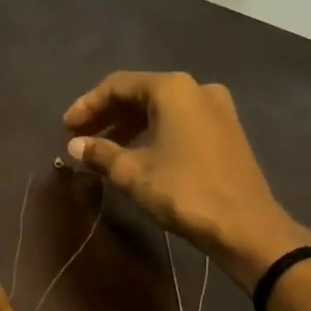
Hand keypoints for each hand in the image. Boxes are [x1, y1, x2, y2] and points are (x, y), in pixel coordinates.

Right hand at [63, 70, 310, 290]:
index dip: (88, 105)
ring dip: (129, 126)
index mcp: (173, 89)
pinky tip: (136, 155)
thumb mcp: (132, 173)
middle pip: (140, 93)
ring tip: (103, 150)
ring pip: (161, 109)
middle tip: (80, 137)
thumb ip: (101, 153)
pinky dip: (153, 133)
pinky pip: (179, 122)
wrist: (245, 226)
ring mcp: (216, 109)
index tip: (66, 128)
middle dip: (107, 115)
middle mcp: (196, 89)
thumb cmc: (184, 191)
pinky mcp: (225, 131)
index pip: (118, 85)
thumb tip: (75, 144)